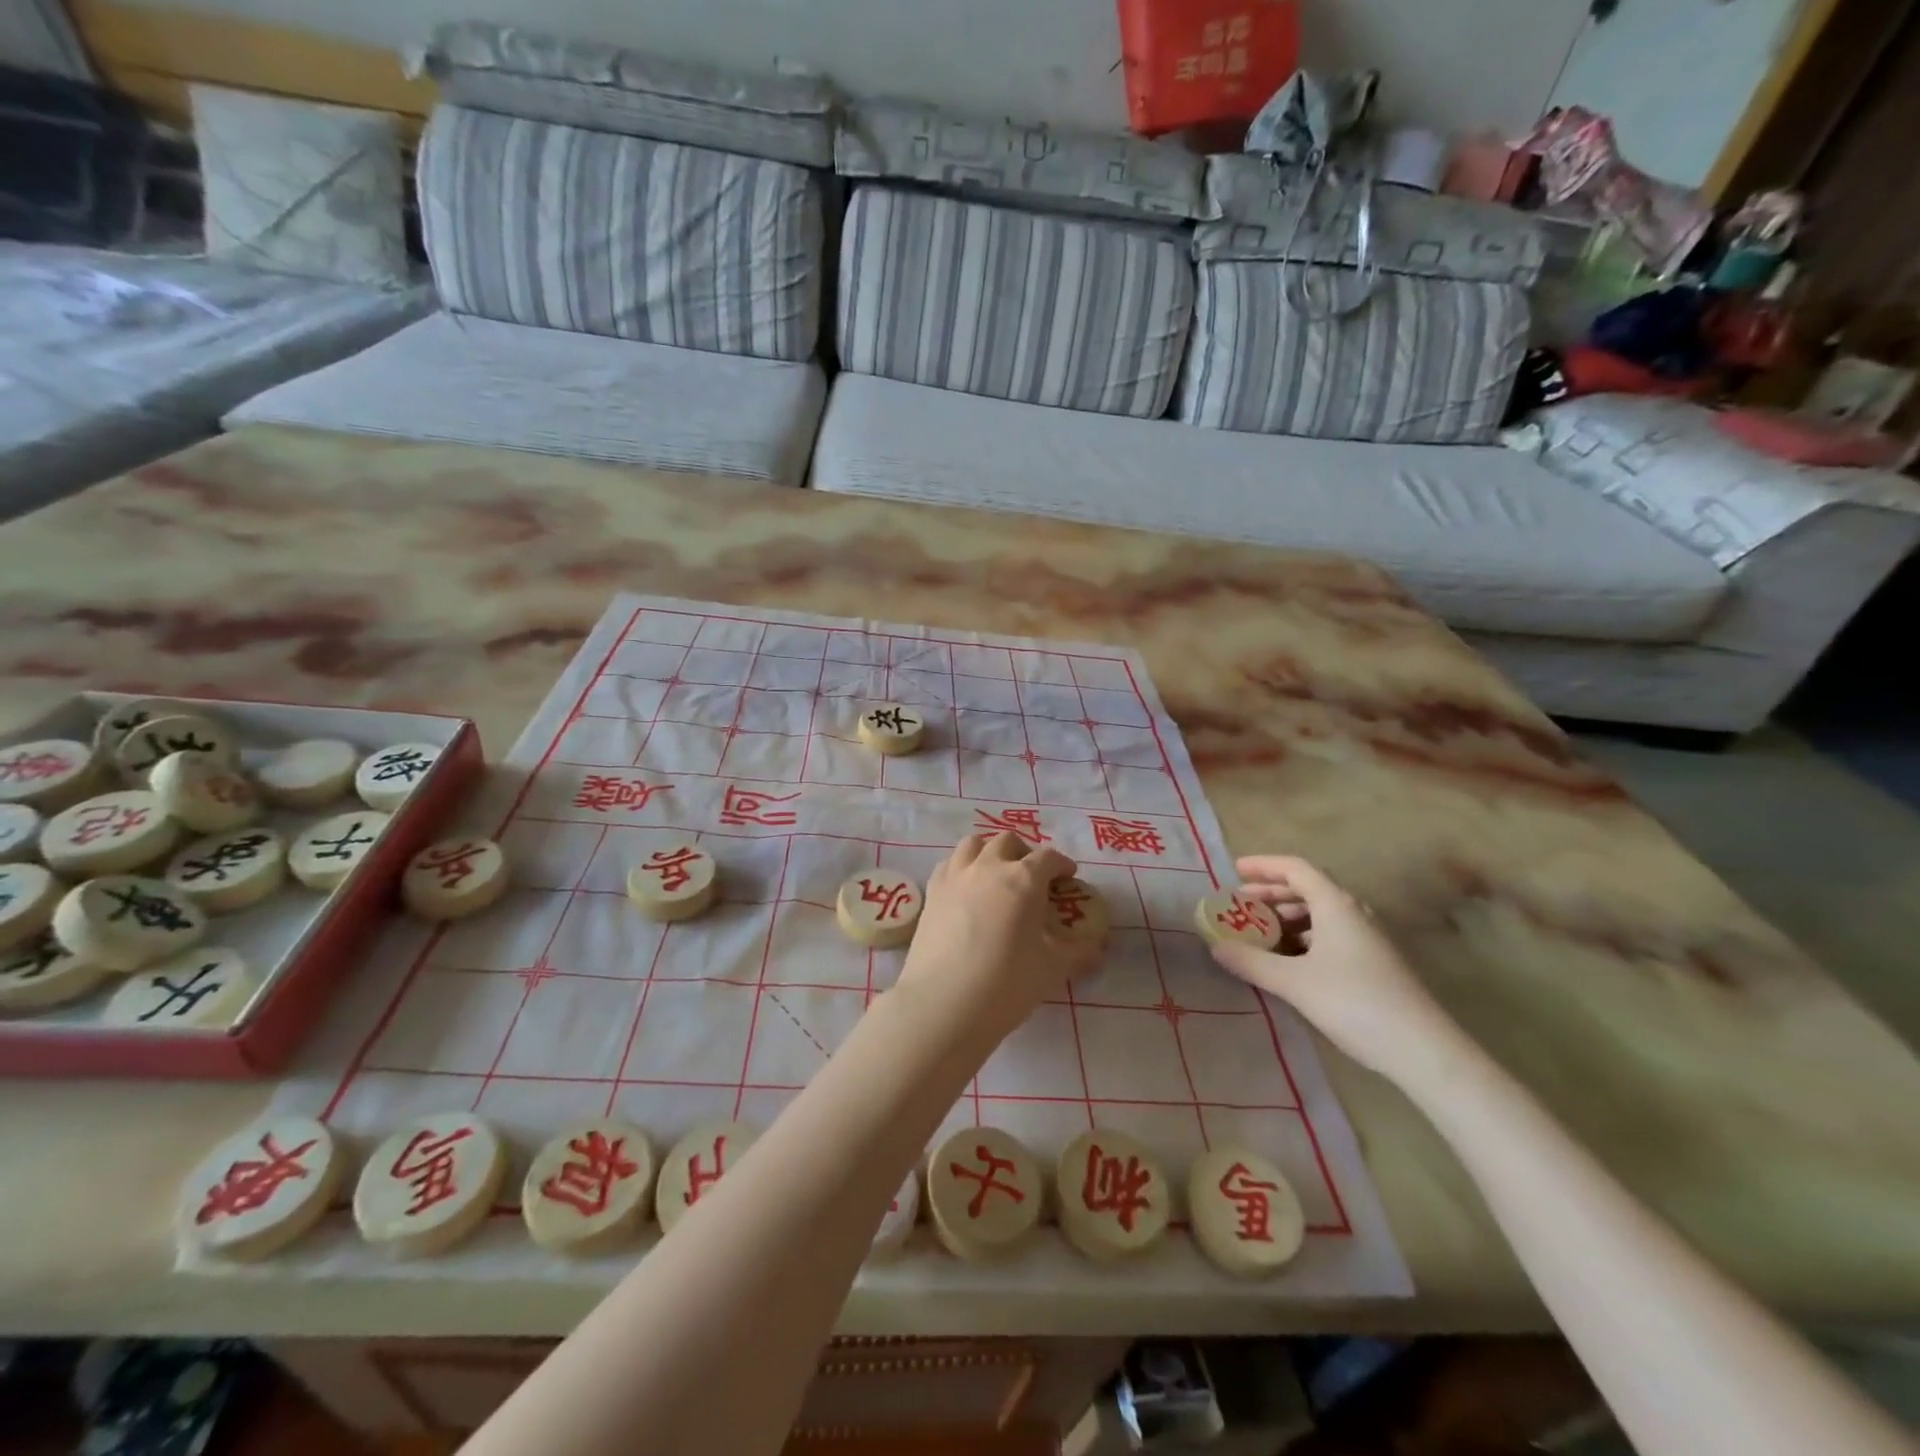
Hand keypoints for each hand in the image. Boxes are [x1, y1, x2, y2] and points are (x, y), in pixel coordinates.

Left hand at [894, 833, 1098, 1046]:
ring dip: (989, 852)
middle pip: (1008, 842)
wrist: (943, 1003)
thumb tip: (1097, 949)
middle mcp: (988, 866)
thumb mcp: (1053, 969)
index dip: (1062, 865)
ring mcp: (956, 876)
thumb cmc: (1006, 983)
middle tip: (1032, 878)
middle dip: (1024, 853)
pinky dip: (962, 868)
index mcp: (1024, 879)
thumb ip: (1078, 953)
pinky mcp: (931, 893)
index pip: (1048, 858)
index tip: (1067, 878)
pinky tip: (966, 891)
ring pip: (974, 844)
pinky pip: (949, 864)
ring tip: (996, 876)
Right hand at [1210, 856, 1463, 1085]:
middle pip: (1308, 888)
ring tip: (1260, 931)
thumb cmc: (1354, 1003)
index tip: (1234, 870)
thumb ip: (1252, 962)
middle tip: (1241, 903)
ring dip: (1288, 916)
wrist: (1423, 1049)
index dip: (1263, 866)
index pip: (1296, 869)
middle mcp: (1354, 913)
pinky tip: (1290, 959)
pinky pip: (1331, 934)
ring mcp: (1368, 938)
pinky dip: (1304, 936)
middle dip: (1272, 892)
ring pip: (1321, 913)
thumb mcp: (1294, 983)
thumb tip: (1216, 947)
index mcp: (1336, 905)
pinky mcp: (1374, 962)